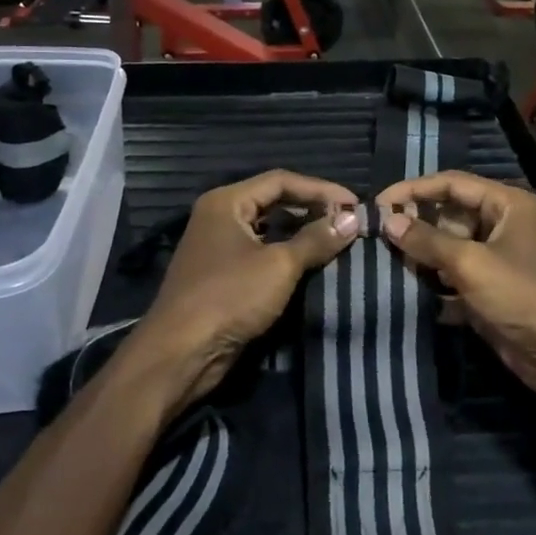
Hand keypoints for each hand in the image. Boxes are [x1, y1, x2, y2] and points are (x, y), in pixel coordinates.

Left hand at [138, 171, 359, 411]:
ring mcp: (218, 247)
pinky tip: (312, 265)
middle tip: (348, 222)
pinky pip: (261, 254)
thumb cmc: (229, 297)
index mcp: (226, 202)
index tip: (355, 204)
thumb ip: (316, 239)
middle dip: (312, 210)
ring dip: (301, 234)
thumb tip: (352, 219)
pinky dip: (287, 256)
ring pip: (268, 230)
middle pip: (273, 202)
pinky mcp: (222, 275)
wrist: (181, 353)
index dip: (320, 189)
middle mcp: (219, 216)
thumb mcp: (279, 266)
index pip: (281, 181)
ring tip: (337, 241)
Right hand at [376, 171, 535, 400]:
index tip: (380, 203)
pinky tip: (407, 289)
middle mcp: (504, 225)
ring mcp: (499, 258)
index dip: (414, 189)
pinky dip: (435, 281)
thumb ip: (427, 240)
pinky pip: (456, 275)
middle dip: (417, 224)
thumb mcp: (470, 264)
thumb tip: (388, 220)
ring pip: (450, 247)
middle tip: (379, 236)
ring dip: (422, 255)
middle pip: (450, 214)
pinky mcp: (492, 289)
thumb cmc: (523, 297)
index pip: (453, 183)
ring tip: (386, 261)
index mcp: (509, 205)